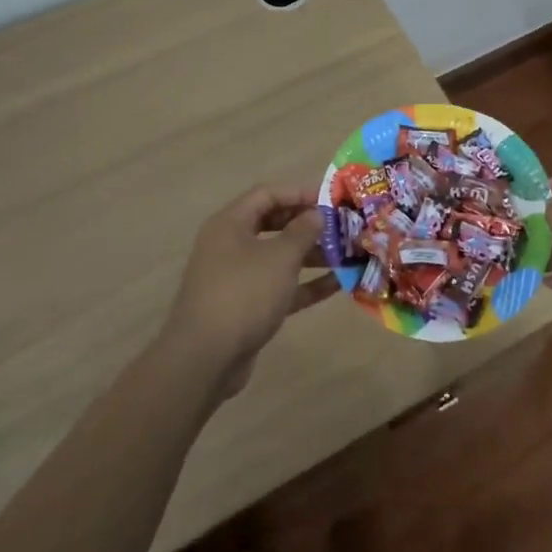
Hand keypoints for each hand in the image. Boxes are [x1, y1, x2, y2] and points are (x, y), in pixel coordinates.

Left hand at [161, 184, 330, 396]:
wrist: (205, 358)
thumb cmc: (244, 293)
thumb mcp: (279, 257)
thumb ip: (302, 231)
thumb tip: (316, 214)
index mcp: (231, 224)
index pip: (267, 194)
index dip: (299, 193)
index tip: (330, 200)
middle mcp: (231, 245)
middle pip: (274, 224)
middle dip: (308, 225)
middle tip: (340, 227)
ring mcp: (237, 277)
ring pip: (278, 257)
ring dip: (311, 255)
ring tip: (346, 255)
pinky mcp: (246, 306)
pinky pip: (279, 286)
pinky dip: (305, 284)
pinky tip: (337, 284)